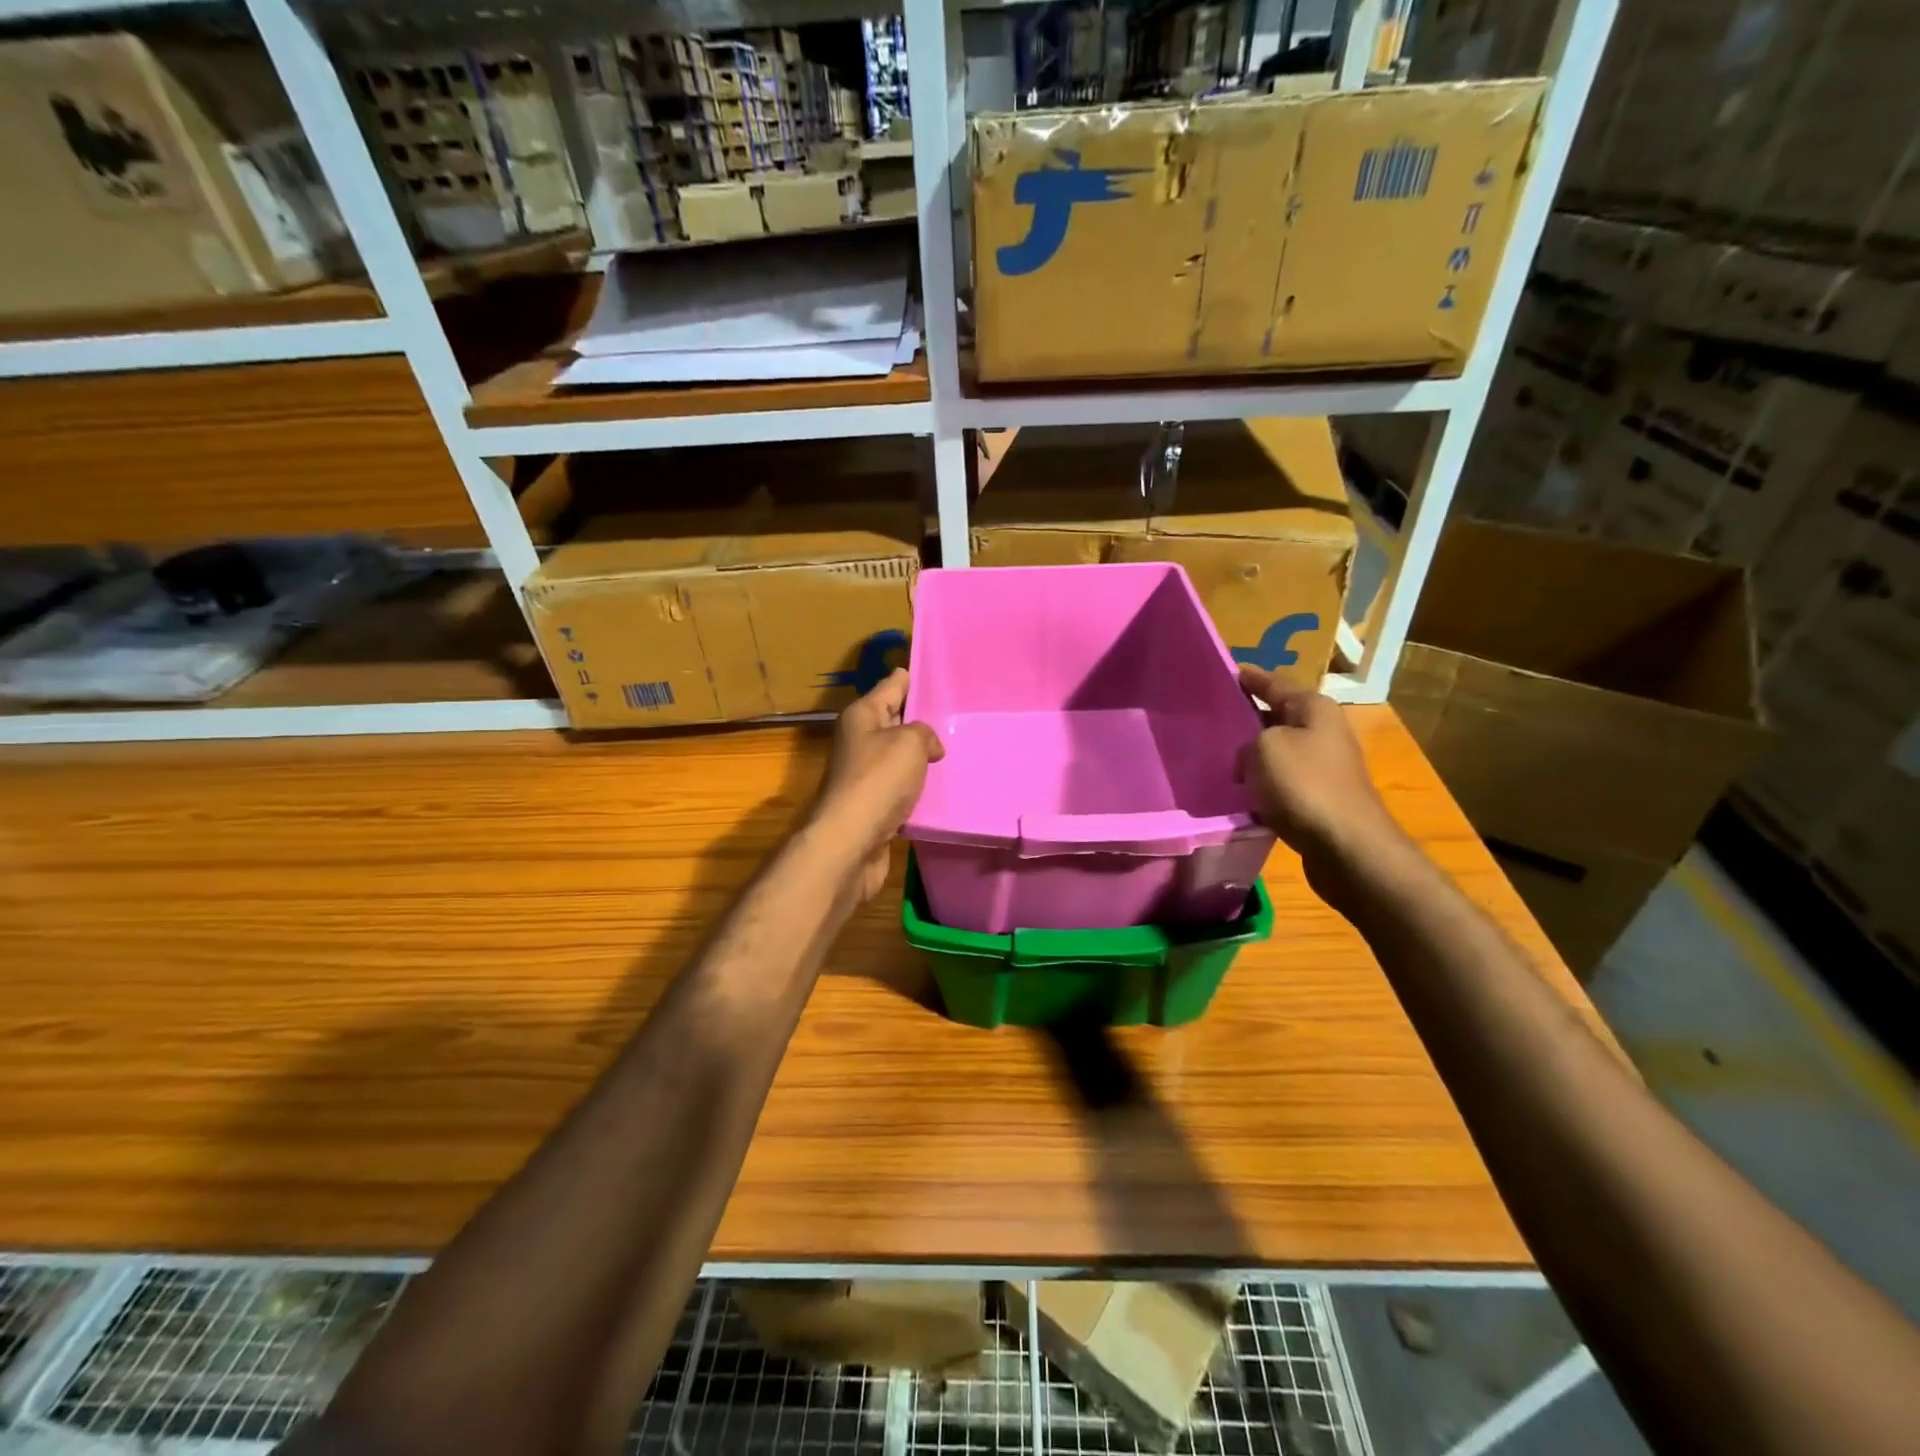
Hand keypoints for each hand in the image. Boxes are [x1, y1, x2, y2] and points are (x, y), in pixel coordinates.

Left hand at [808, 668, 944, 901]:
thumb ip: (924, 733)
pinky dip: (917, 786)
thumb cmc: (878, 781)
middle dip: (919, 718)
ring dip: (920, 756)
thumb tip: (929, 746)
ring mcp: (864, 775)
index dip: (909, 677)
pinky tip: (941, 787)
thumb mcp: (909, 742)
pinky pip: (900, 787)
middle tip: (955, 712)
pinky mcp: (872, 806)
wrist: (850, 842)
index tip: (931, 669)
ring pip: (898, 756)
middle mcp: (859, 741)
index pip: (891, 686)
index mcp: (862, 716)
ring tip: (957, 749)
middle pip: (893, 720)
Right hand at [1235, 665, 1404, 869]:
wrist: (1345, 846)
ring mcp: (1324, 767)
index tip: (1228, 672)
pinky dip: (1262, 786)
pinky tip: (1240, 795)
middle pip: (1278, 717)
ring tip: (1219, 759)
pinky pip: (1281, 783)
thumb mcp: (1263, 748)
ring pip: (1278, 752)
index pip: (1275, 683)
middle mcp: (1324, 732)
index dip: (1250, 678)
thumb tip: (1248, 759)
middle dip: (1248, 718)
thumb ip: (1247, 742)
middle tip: (1213, 719)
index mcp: (1314, 708)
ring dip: (1253, 757)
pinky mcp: (1319, 799)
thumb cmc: (1304, 785)